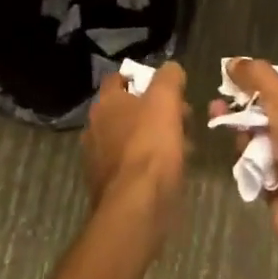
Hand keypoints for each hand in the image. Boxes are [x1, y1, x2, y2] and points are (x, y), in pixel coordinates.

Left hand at [82, 60, 188, 234]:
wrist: (136, 208)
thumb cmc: (150, 146)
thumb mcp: (166, 101)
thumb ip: (169, 78)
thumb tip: (171, 69)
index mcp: (105, 104)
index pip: (118, 79)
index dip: (141, 78)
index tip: (165, 87)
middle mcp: (94, 128)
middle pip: (127, 110)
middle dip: (154, 111)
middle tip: (182, 118)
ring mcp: (97, 160)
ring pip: (130, 139)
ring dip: (154, 138)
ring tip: (182, 147)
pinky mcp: (107, 187)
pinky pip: (131, 166)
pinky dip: (148, 164)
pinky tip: (168, 172)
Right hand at [217, 59, 277, 277]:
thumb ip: (259, 77)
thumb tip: (233, 62)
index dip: (264, 74)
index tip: (235, 72)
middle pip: (271, 108)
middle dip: (245, 103)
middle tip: (218, 100)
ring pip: (260, 137)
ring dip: (240, 129)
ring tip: (217, 121)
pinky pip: (257, 165)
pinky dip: (245, 159)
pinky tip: (233, 153)